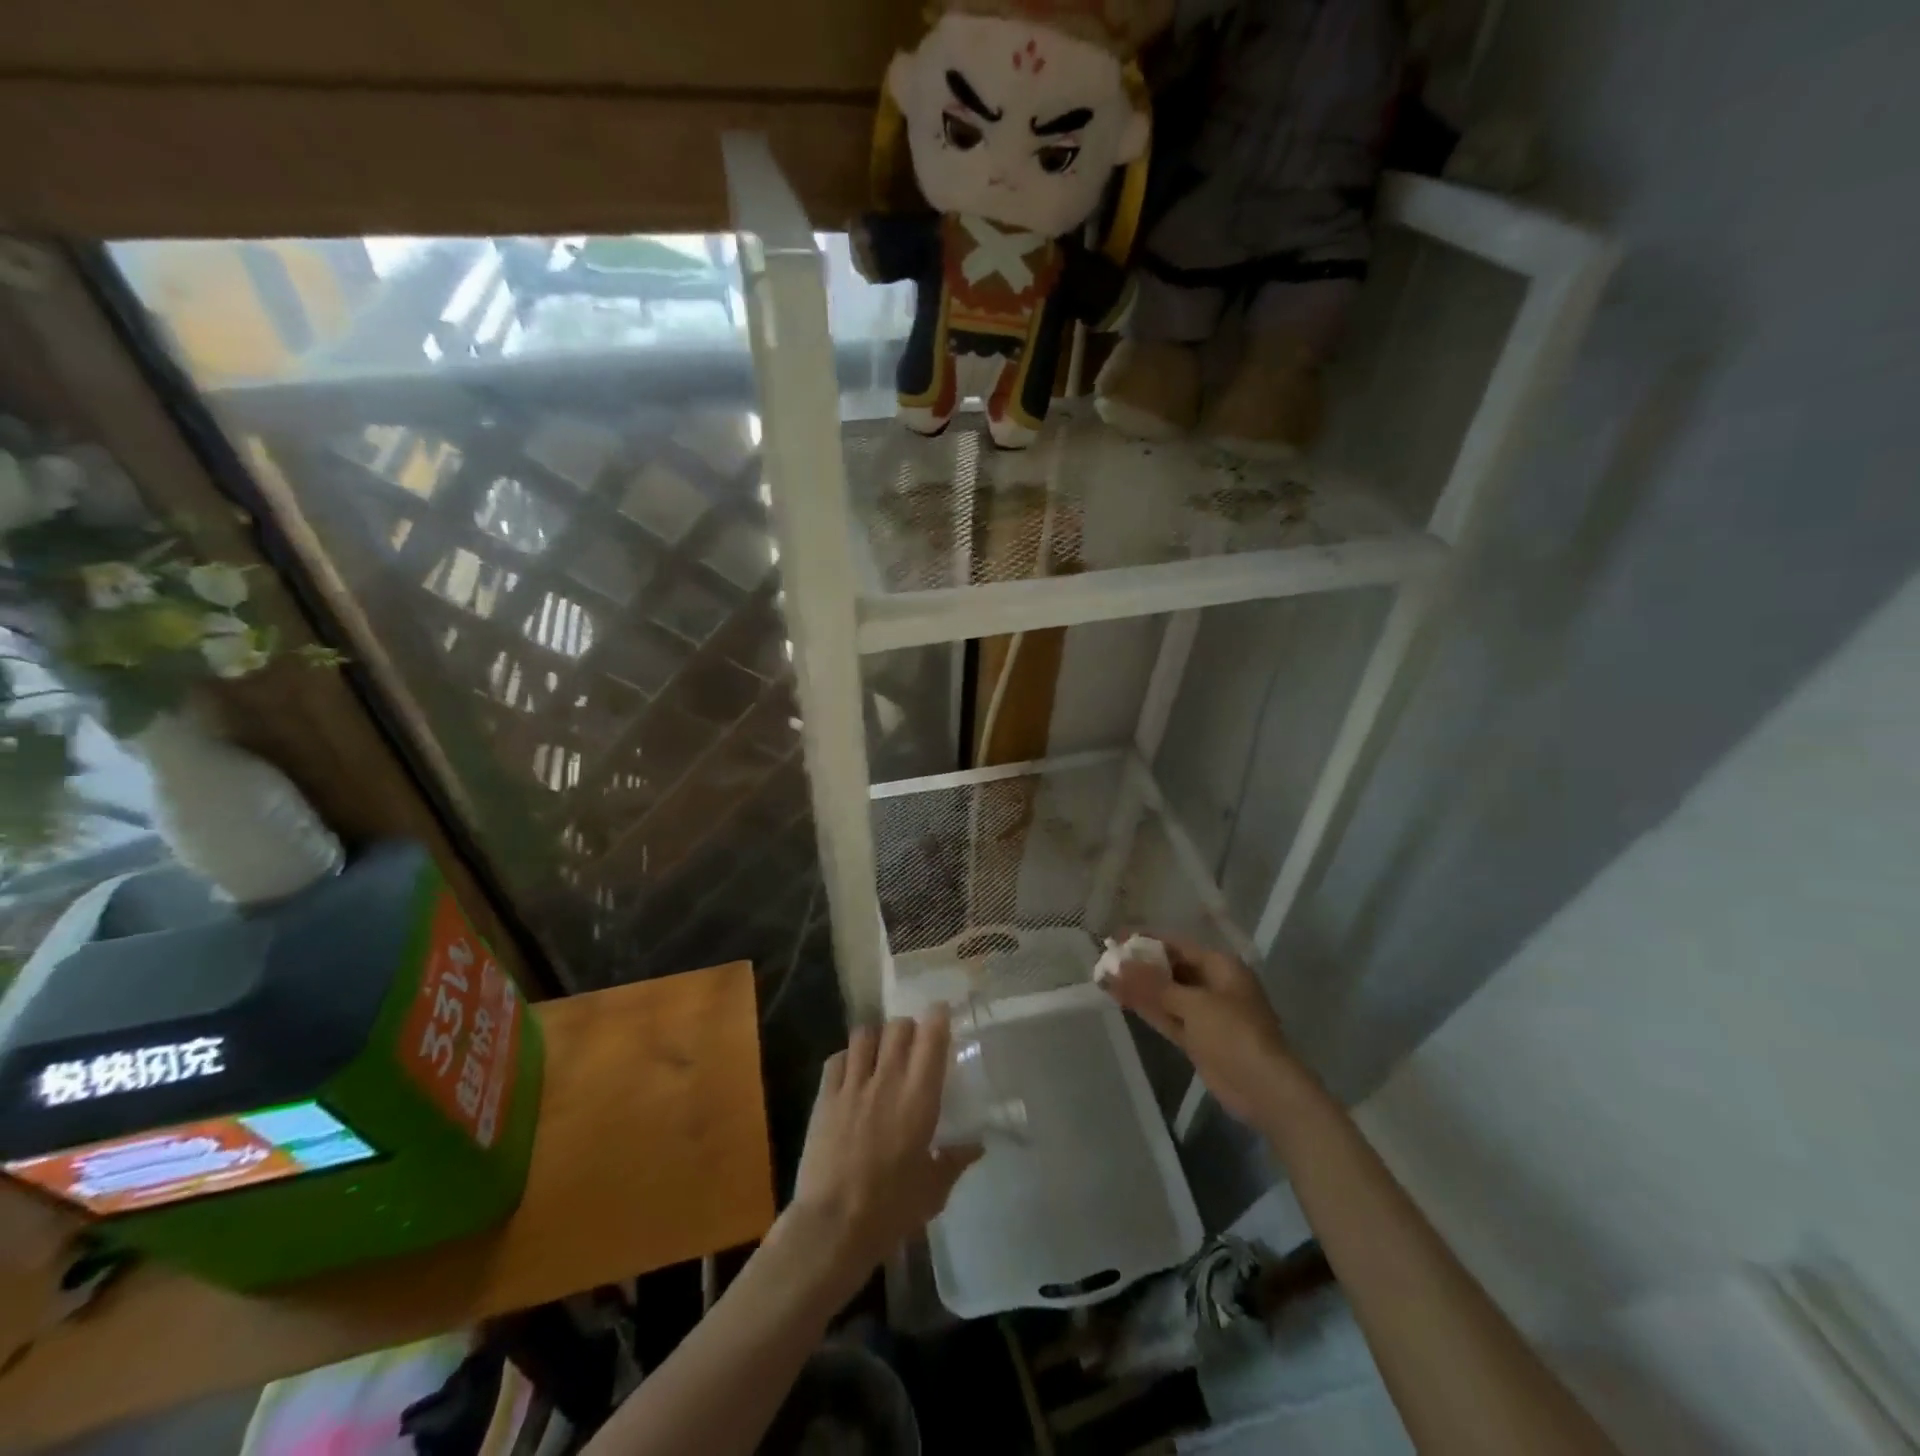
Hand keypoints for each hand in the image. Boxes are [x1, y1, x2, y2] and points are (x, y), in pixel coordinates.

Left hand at [784, 1009, 982, 1296]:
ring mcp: (852, 1085)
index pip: (931, 1037)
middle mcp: (887, 1079)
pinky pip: (836, 1059)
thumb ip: (955, 1160)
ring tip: (880, 1053)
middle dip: (908, 1028)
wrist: (833, 1225)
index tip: (942, 1013)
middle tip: (913, 1043)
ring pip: (864, 1034)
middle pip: (898, 1026)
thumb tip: (977, 1144)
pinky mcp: (825, 1097)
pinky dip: (847, 1058)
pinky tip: (851, 1073)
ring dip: (876, 1038)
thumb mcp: (934, 1189)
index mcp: (919, 1097)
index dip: (938, 1017)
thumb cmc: (891, 1209)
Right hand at [1101, 934, 1306, 1133]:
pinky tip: (1120, 999)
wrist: (1264, 1089)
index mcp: (1220, 966)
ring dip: (1138, 988)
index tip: (1114, 938)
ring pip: (1166, 994)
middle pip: (1170, 968)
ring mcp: (1205, 1014)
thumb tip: (1117, 965)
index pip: (1176, 945)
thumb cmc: (1234, 1033)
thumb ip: (1154, 985)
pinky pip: (1167, 1016)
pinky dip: (1146, 1008)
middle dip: (1139, 965)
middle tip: (1104, 959)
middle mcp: (1213, 984)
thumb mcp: (1193, 1004)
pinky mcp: (1197, 1039)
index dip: (1145, 940)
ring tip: (1103, 978)